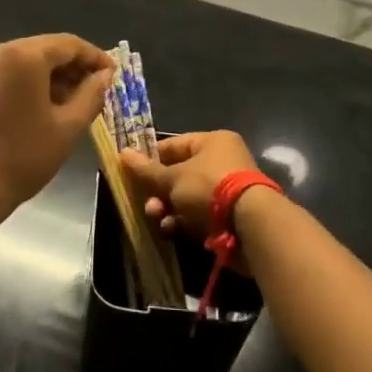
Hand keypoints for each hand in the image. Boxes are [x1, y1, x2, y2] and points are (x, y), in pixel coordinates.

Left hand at [0, 35, 113, 215]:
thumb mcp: (67, 128)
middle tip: (92, 91)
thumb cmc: (22, 157)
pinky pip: (0, 75)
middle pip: (41, 50)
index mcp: (21, 55)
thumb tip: (104, 75)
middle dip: (69, 68)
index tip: (111, 74)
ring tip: (66, 103)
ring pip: (19, 62)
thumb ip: (91, 95)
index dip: (93, 57)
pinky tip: (34, 109)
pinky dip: (21, 85)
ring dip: (45, 77)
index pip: (67, 44)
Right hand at [118, 130, 258, 244]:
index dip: (151, 158)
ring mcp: (227, 190)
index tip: (132, 171)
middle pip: (179, 175)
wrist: (249, 226)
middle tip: (147, 203)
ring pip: (187, 197)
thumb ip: (147, 170)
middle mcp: (222, 161)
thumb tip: (122, 153)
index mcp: (213, 142)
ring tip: (157, 218)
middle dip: (159, 191)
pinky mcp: (229, 215)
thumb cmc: (209, 188)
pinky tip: (170, 230)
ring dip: (168, 208)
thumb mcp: (173, 178)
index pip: (174, 145)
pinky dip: (183, 222)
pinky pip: (199, 215)